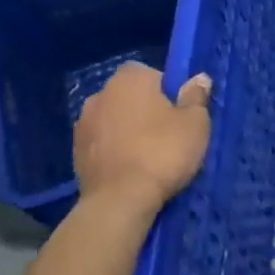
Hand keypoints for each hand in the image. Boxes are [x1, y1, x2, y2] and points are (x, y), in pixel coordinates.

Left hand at [73, 63, 211, 211]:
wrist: (120, 201)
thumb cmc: (163, 152)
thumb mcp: (195, 123)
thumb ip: (196, 96)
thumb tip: (199, 78)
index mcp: (130, 79)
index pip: (153, 74)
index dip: (169, 92)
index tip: (180, 114)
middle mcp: (100, 94)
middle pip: (131, 97)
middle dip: (146, 110)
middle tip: (168, 135)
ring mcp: (83, 124)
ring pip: (115, 120)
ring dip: (128, 131)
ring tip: (148, 156)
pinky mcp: (75, 153)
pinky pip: (103, 144)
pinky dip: (114, 151)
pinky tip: (130, 170)